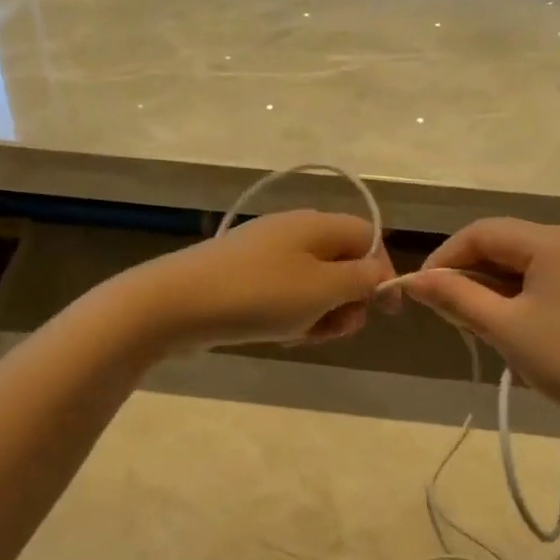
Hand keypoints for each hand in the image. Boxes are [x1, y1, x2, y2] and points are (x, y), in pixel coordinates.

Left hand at [123, 211, 396, 349]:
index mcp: (318, 225)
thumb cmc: (259, 295)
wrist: (176, 303)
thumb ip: (361, 280)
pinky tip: (277, 334)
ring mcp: (266, 253)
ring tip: (299, 335)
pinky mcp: (244, 276)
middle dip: (347, 301)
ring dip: (318, 314)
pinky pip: (284, 294)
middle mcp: (294, 231)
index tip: (384, 312)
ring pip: (314, 285)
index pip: (370, 238)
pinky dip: (290, 316)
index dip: (383, 273)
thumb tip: (380, 273)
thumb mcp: (323, 289)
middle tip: (333, 329)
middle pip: (343, 263)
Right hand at [398, 218, 559, 430]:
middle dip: (467, 272)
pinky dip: (518, 293)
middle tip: (443, 309)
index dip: (445, 257)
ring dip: (491, 285)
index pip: (482, 232)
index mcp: (552, 240)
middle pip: (504, 242)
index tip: (420, 291)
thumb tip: (412, 280)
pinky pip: (545, 277)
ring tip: (470, 320)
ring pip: (523, 262)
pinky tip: (507, 322)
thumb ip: (455, 297)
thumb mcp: (503, 328)